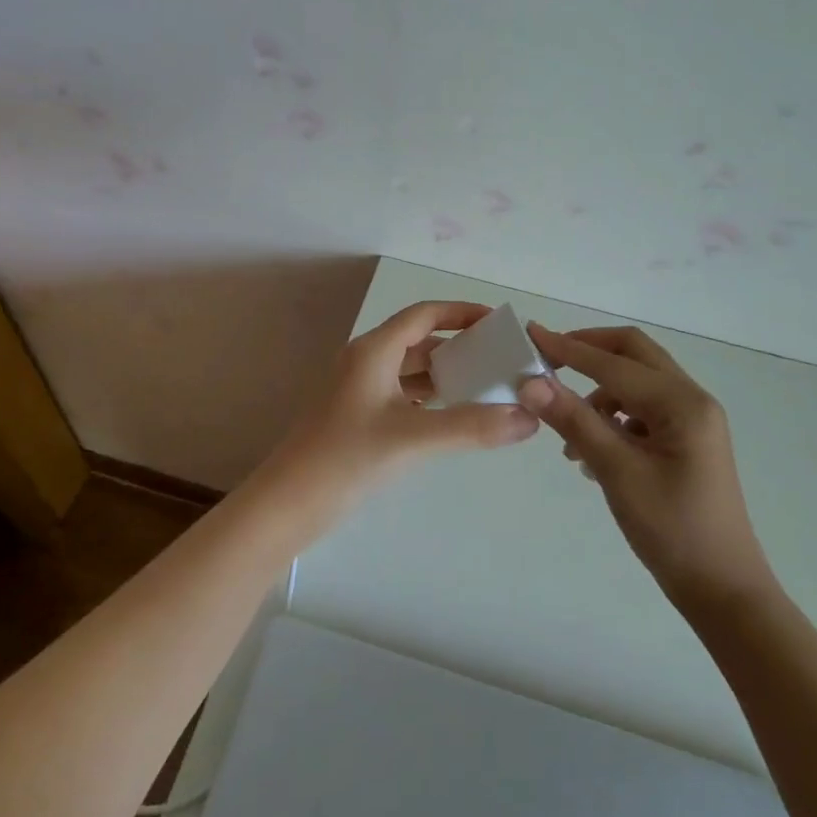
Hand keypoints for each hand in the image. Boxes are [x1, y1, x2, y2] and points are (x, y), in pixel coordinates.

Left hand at [262, 301, 539, 520]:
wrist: (288, 503)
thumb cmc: (346, 458)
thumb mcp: (414, 438)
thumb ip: (472, 427)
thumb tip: (528, 418)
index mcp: (373, 351)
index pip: (424, 315)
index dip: (461, 312)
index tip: (498, 323)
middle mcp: (365, 362)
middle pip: (419, 341)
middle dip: (458, 347)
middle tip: (500, 361)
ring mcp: (358, 390)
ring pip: (409, 371)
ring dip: (444, 375)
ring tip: (486, 387)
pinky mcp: (357, 417)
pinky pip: (401, 394)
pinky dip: (428, 398)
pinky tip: (452, 416)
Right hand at [519, 323, 774, 612]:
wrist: (722, 590)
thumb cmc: (671, 530)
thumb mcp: (617, 472)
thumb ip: (574, 421)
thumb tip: (530, 382)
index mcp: (682, 403)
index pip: (613, 363)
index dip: (568, 348)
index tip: (530, 334)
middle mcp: (692, 400)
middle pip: (633, 353)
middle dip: (588, 351)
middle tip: (547, 359)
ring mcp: (692, 420)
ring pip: (636, 381)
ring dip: (598, 391)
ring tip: (568, 434)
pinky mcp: (686, 440)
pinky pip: (642, 408)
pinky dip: (612, 415)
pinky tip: (591, 452)